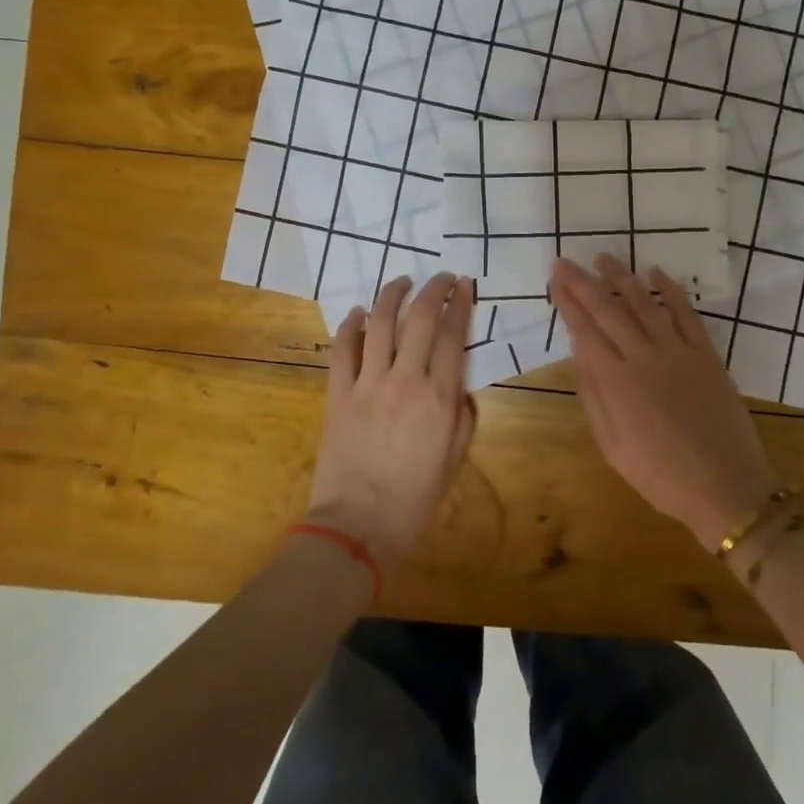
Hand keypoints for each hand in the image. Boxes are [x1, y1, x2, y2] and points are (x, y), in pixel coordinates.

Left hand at [307, 273, 478, 568]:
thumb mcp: (454, 460)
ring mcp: (368, 384)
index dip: (461, 304)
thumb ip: (463, 417)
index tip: (465, 285)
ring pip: (380, 323)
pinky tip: (357, 314)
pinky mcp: (338, 393)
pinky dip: (350, 325)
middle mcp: (405, 380)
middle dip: (433, 289)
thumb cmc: (414, 500)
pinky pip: (343, 349)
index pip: (452, 335)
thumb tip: (460, 386)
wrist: (358, 527)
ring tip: (401, 281)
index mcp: (439, 398)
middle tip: (440, 277)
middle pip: (420, 318)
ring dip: (392, 295)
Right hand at [549, 255, 781, 550]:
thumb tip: (579, 353)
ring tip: (604, 257)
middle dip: (584, 283)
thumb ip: (594, 395)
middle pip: (608, 310)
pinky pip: (687, 314)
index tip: (555, 281)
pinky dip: (671, 291)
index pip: (585, 331)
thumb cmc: (660, 475)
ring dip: (622, 278)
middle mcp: (644, 357)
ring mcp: (678, 352)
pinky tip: (657, 273)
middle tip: (565, 262)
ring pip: (645, 304)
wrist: (725, 487)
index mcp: (616, 382)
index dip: (568, 303)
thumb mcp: (612, 445)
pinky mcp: (707, 355)